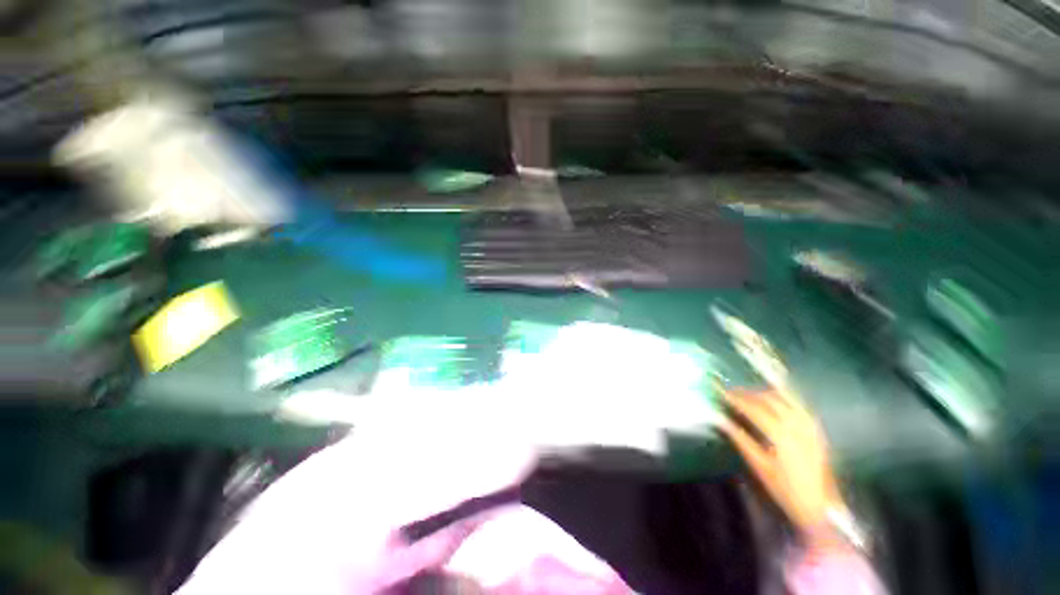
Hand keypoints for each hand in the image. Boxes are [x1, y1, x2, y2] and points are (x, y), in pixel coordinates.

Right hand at [720, 388, 849, 550]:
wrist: (822, 507)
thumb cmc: (786, 489)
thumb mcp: (759, 466)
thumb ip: (740, 439)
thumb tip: (721, 420)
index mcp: (780, 433)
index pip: (753, 408)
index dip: (735, 399)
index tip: (720, 393)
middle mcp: (796, 423)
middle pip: (768, 399)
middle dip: (747, 394)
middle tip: (731, 393)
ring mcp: (809, 424)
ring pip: (784, 398)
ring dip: (764, 393)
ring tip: (749, 395)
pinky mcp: (816, 428)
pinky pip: (797, 404)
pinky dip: (782, 397)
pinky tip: (774, 400)